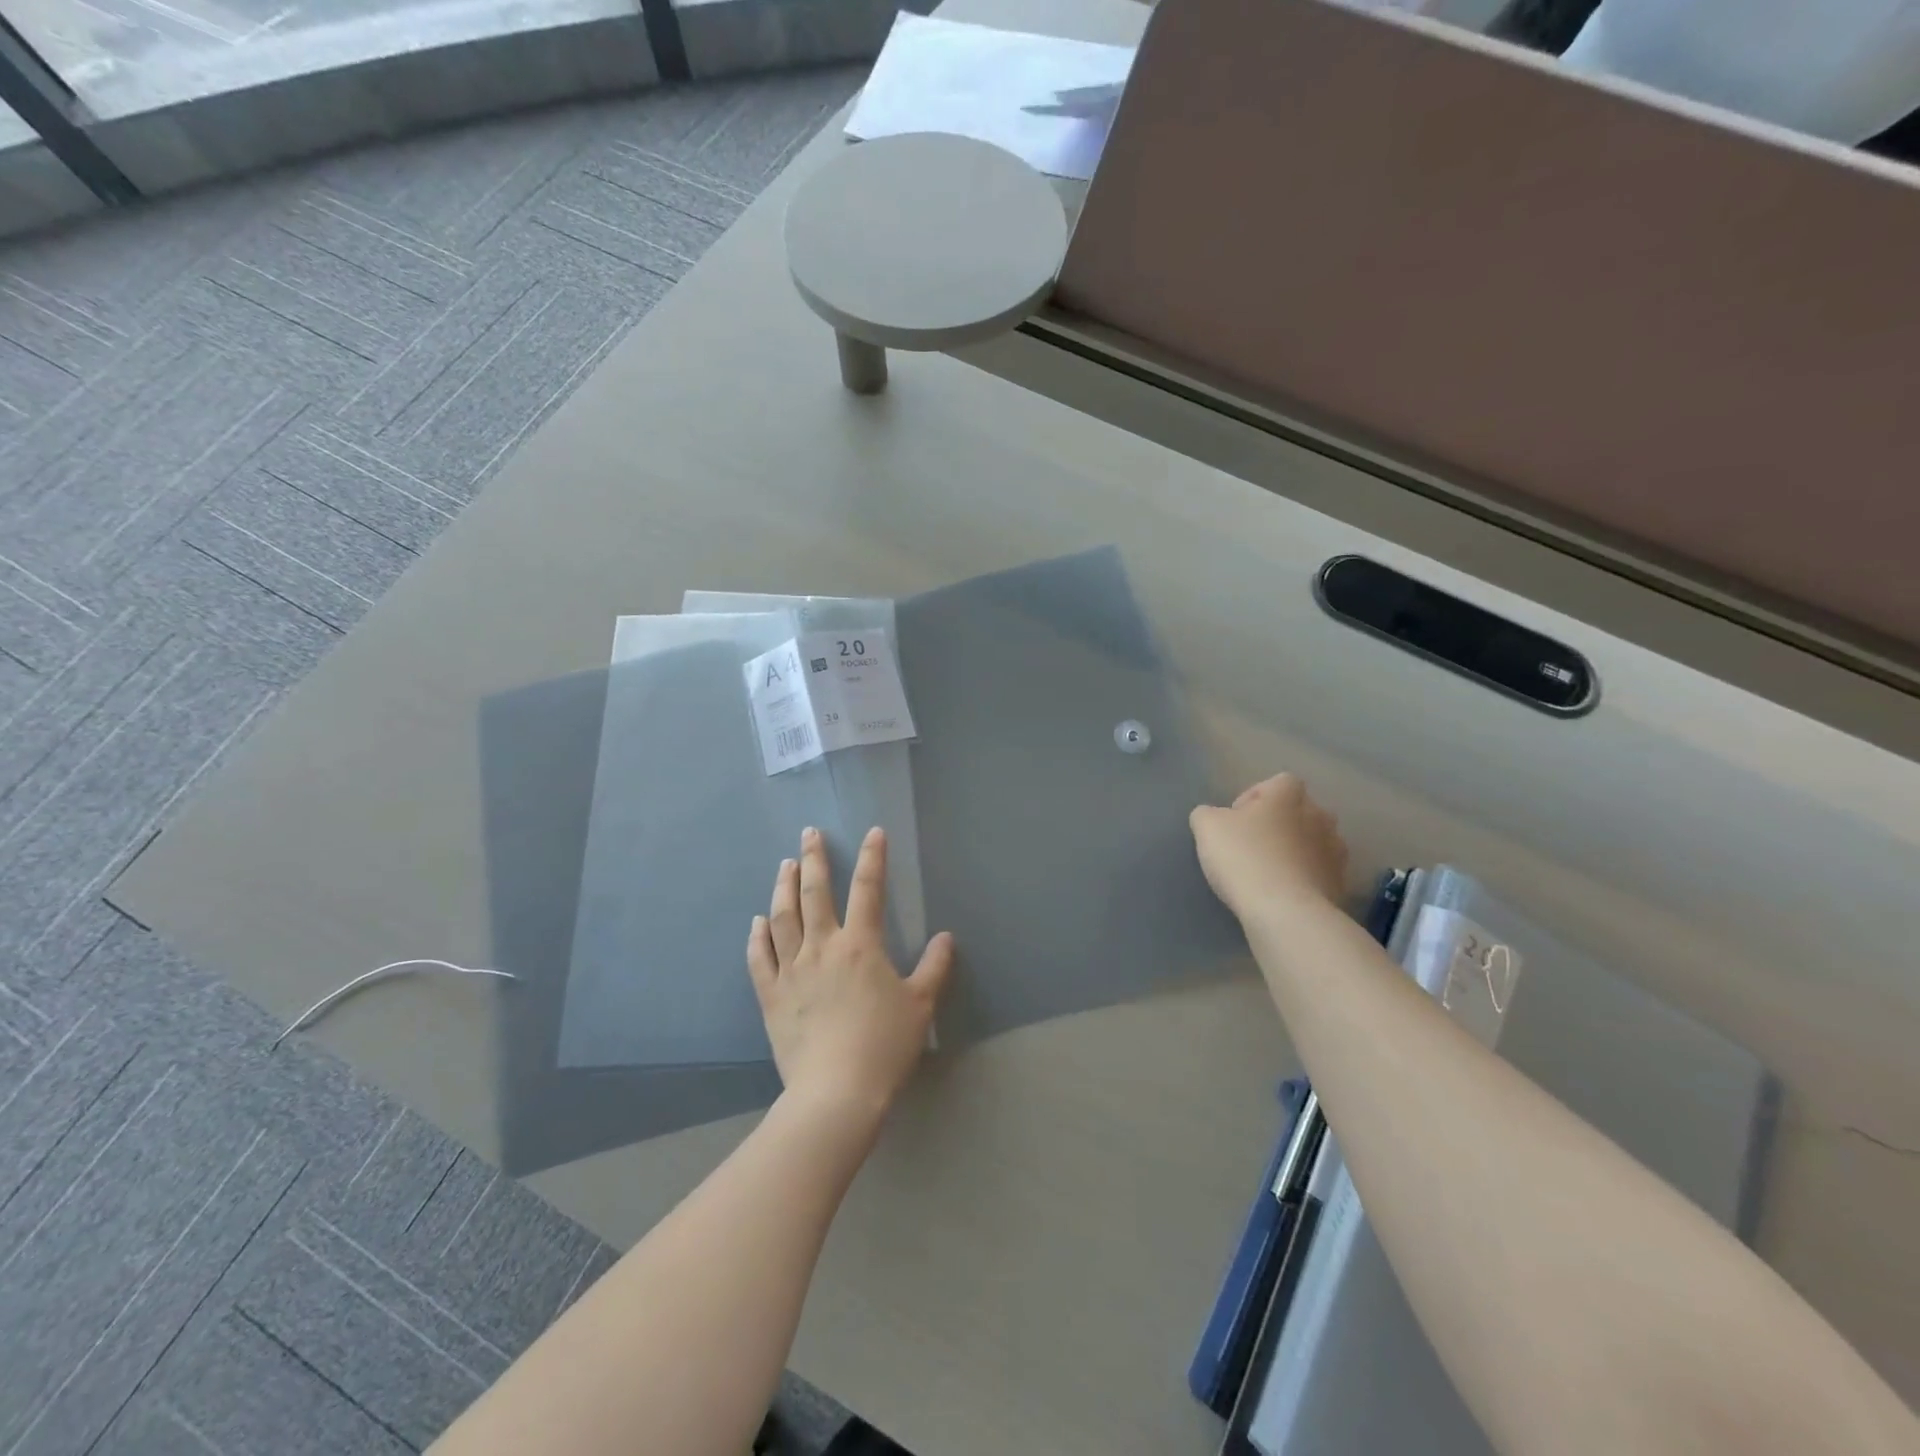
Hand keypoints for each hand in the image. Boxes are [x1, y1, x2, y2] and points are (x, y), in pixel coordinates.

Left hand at [748, 826, 954, 1119]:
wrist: (836, 1093)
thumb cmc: (884, 1046)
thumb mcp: (921, 1006)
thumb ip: (934, 967)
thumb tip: (945, 937)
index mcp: (861, 945)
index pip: (869, 889)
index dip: (873, 858)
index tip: (873, 832)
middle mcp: (822, 947)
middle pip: (815, 893)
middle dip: (814, 859)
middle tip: (809, 833)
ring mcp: (791, 970)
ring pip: (782, 917)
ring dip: (783, 887)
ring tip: (785, 865)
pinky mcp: (771, 995)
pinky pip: (759, 958)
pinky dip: (756, 936)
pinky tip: (757, 921)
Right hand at [1190, 773, 1349, 921]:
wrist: (1285, 911)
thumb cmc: (1244, 857)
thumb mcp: (1207, 827)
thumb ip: (1208, 814)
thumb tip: (1214, 816)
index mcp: (1288, 797)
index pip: (1280, 782)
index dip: (1257, 796)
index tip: (1238, 818)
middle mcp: (1319, 817)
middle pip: (1301, 811)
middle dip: (1281, 824)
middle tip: (1254, 844)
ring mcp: (1335, 852)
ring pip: (1315, 842)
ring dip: (1297, 851)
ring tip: (1271, 872)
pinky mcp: (1340, 884)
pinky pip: (1321, 873)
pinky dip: (1306, 879)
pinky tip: (1284, 894)